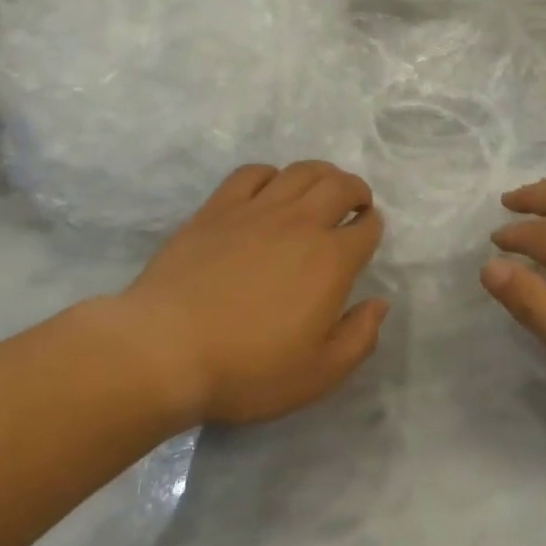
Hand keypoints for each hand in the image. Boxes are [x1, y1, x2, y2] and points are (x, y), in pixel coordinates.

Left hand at [116, 162, 387, 426]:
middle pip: (339, 185)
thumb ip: (359, 338)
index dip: (373, 227)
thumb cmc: (248, 369)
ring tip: (320, 189)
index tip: (368, 232)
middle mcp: (300, 223)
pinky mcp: (217, 208)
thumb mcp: (318, 374)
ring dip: (321, 174)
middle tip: (354, 204)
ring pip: (300, 171)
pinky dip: (271, 174)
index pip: (366, 228)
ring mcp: (256, 210)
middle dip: (356, 190)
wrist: (165, 349)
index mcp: (331, 260)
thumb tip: (380, 303)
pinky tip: (269, 190)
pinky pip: (252, 173)